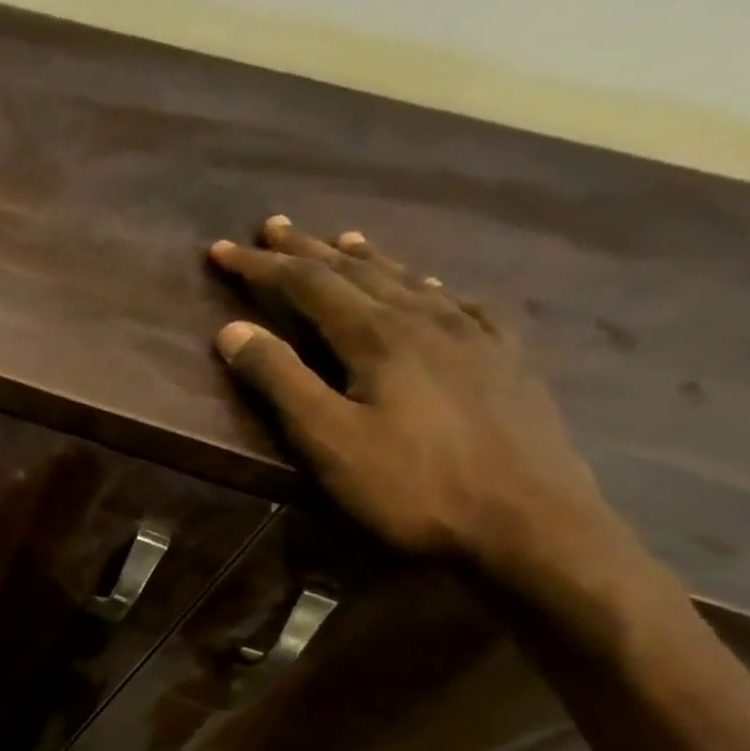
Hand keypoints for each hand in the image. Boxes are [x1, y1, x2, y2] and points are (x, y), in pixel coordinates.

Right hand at [208, 217, 622, 588]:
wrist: (529, 523)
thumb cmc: (411, 486)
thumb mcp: (326, 441)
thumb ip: (279, 381)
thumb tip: (232, 330)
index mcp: (380, 336)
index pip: (308, 285)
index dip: (261, 266)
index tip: (220, 250)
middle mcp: (428, 319)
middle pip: (357, 272)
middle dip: (308, 249)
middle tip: (273, 228)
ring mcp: (474, 336)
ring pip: (408, 280)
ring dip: (366, 259)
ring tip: (342, 239)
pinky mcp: (503, 359)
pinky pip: (457, 303)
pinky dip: (425, 285)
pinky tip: (427, 286)